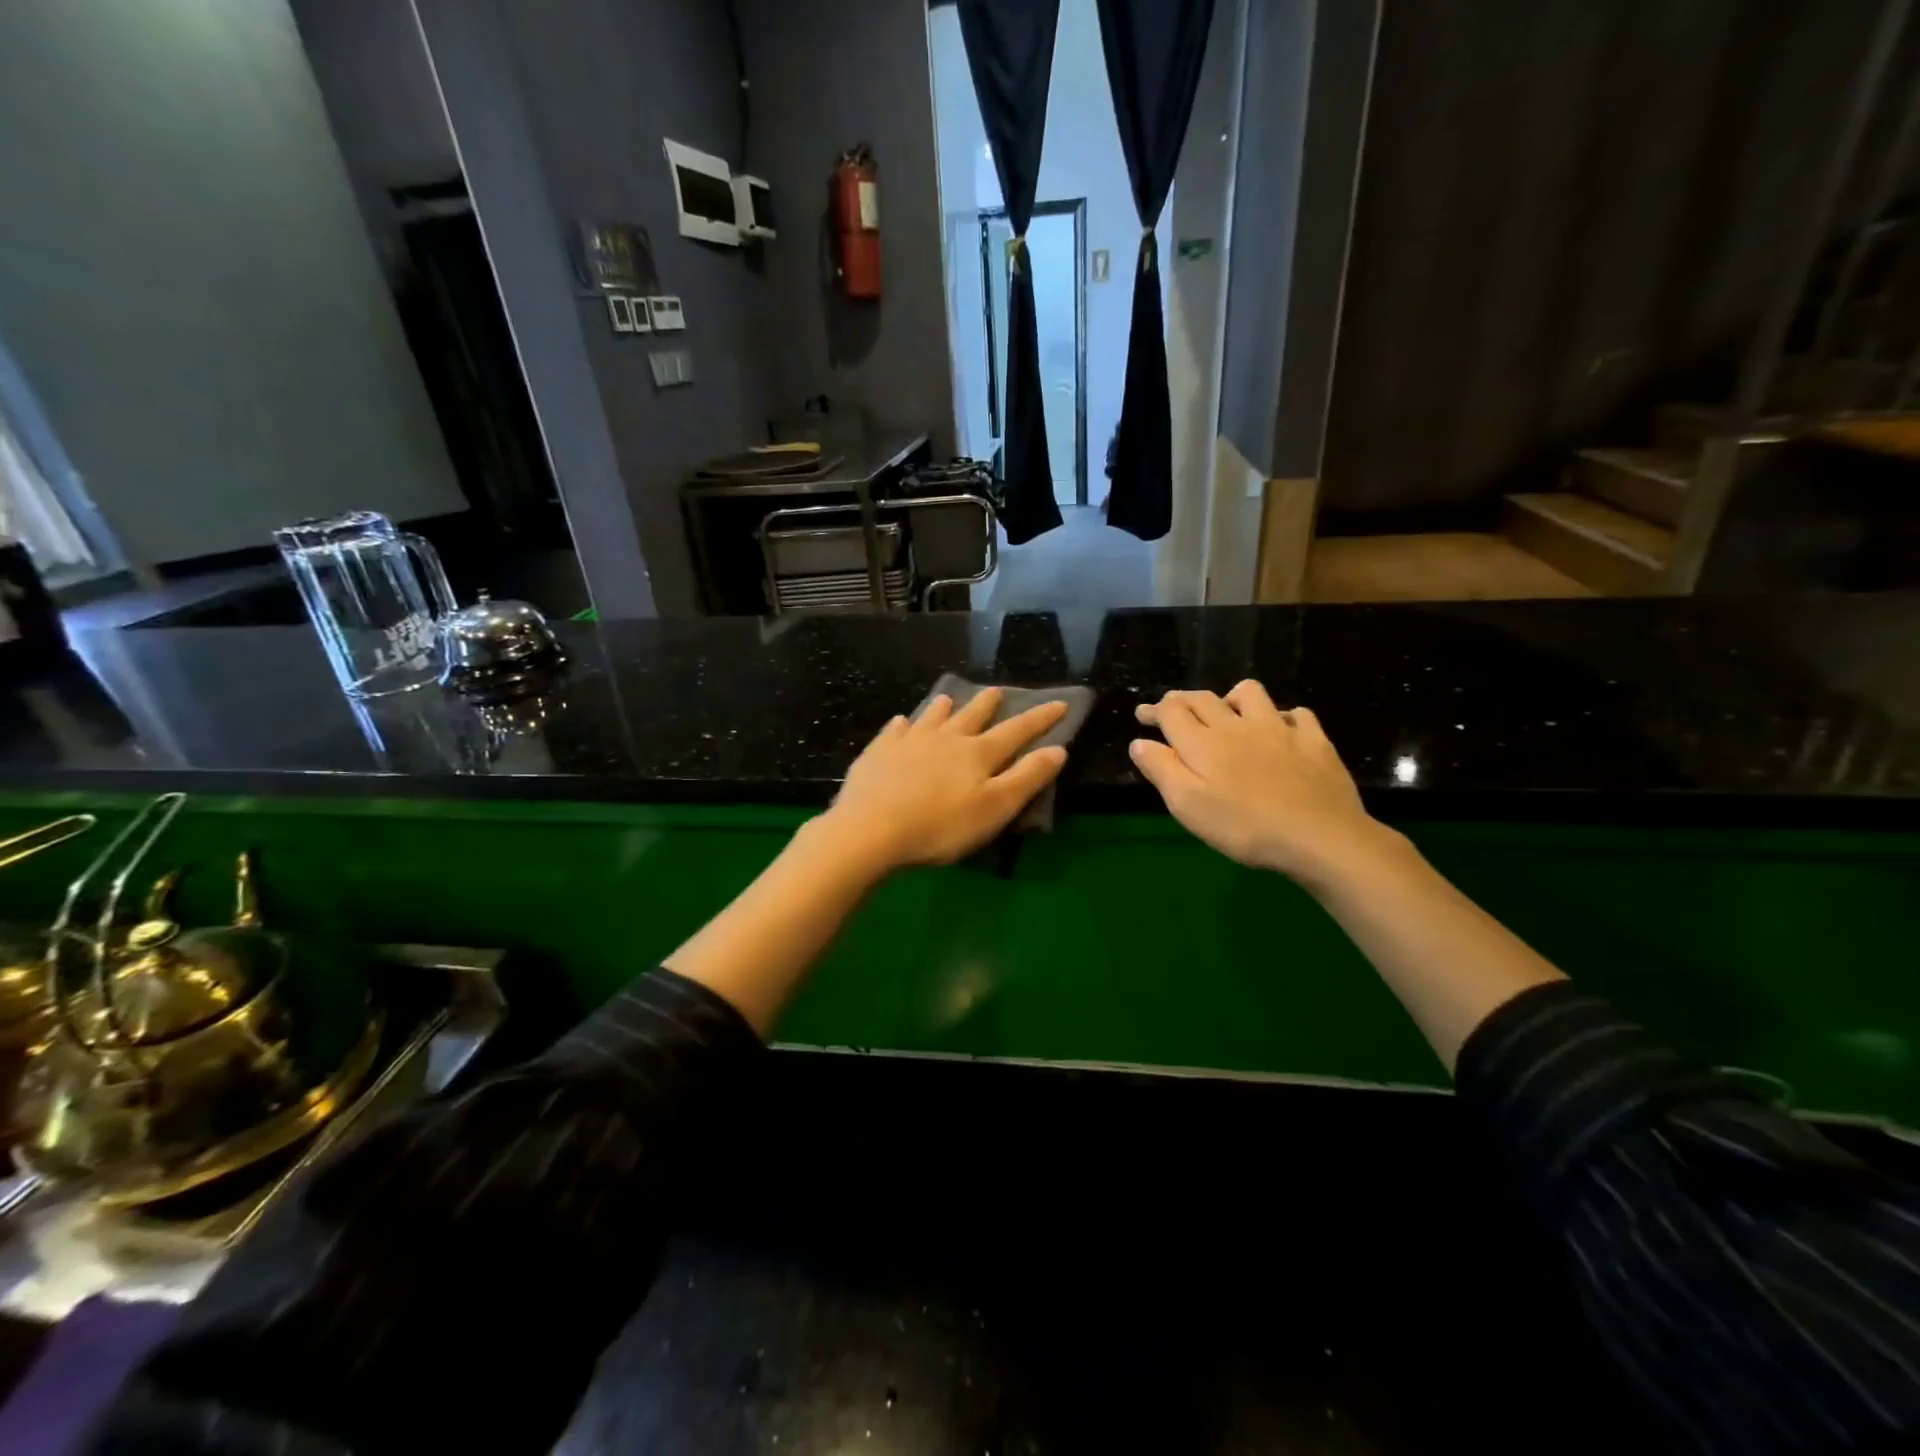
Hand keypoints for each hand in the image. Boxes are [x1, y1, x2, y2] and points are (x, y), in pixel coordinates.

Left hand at [821, 688, 1069, 873]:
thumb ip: (1027, 778)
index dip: (1040, 718)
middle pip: (972, 716)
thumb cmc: (941, 826)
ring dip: (943, 707)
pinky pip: (894, 731)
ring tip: (947, 698)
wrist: (872, 829)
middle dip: (988, 703)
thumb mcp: (995, 808)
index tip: (1060, 702)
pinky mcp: (879, 752)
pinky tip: (900, 722)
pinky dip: (902, 725)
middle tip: (997, 690)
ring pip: (932, 717)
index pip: (1017, 731)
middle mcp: (946, 739)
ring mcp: (909, 742)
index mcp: (978, 753)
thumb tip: (1057, 749)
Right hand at [1130, 681, 1388, 885]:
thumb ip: (1161, 770)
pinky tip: (1281, 729)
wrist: (1320, 836)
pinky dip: (1282, 716)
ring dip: (1231, 698)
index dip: (1154, 710)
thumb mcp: (1188, 806)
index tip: (1142, 715)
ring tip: (1227, 712)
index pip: (1171, 711)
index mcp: (1203, 742)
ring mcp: (1279, 728)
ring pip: (1249, 693)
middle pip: (1203, 698)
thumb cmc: (1244, 827)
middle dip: (1182, 700)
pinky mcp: (1313, 740)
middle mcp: (1236, 725)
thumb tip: (1140, 743)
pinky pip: (1296, 713)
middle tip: (1172, 709)